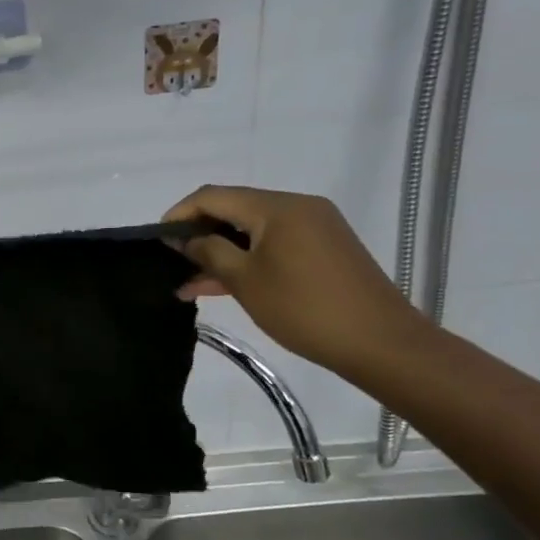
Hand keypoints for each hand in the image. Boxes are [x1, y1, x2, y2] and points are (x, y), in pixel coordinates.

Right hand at [162, 185, 426, 374]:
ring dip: (221, 251)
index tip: (157, 239)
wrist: (381, 343)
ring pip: (253, 230)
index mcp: (277, 207)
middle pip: (234, 208)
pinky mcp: (324, 249)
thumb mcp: (245, 280)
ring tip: (189, 282)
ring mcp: (315, 227)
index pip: (213, 196)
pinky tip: (222, 284)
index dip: (180, 214)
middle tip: (172, 261)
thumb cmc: (305, 308)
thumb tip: (186, 239)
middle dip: (200, 233)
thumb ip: (209, 252)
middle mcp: (297, 207)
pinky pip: (274, 244)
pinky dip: (247, 259)